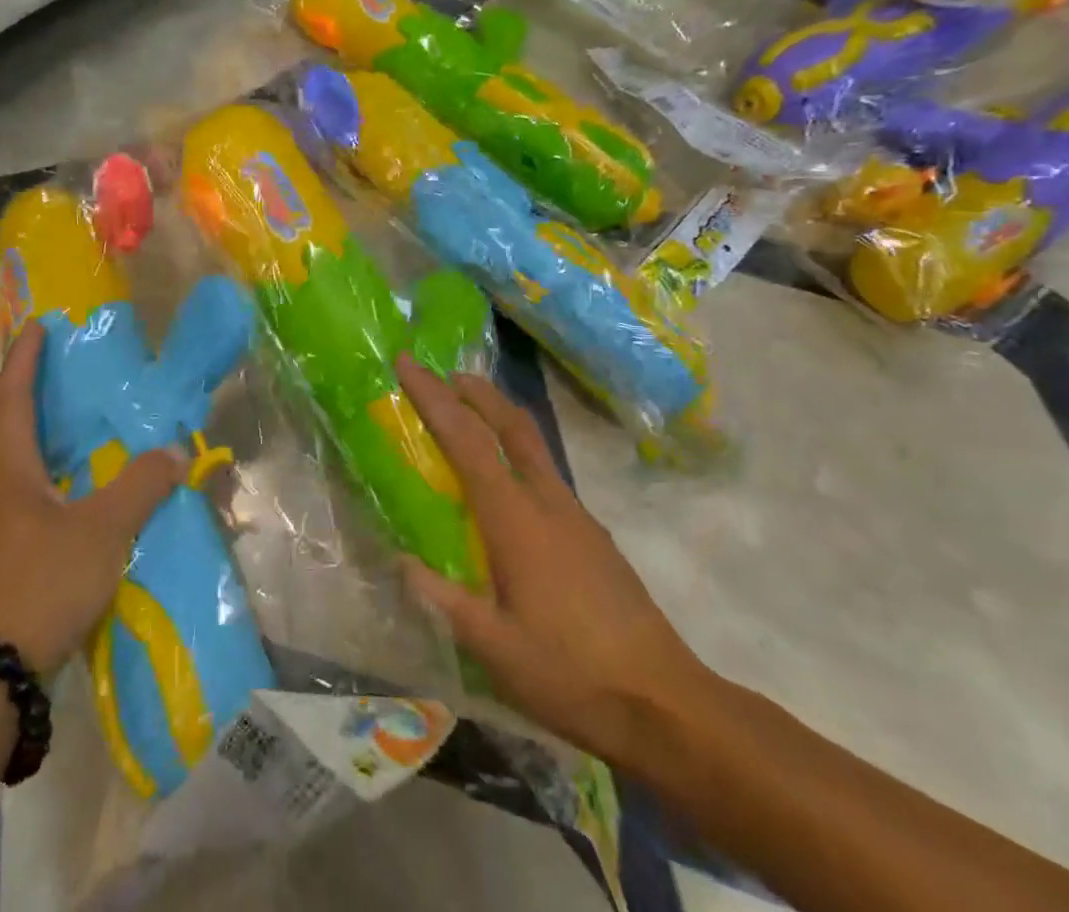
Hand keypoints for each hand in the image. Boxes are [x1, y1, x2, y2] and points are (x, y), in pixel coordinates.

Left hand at [0, 322, 186, 674]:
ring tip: (77, 435)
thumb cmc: (41, 583)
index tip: (37, 325)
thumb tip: (176, 451)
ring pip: (15, 468)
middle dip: (27, 398)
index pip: (11, 398)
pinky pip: (26, 499)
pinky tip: (79, 497)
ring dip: (39, 443)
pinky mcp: (4, 556)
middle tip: (61, 381)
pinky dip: (50, 481)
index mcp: (11, 470)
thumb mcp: (102, 531)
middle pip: (6, 431)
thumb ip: (141, 487)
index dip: (23, 358)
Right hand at [395, 356, 707, 763]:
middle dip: (477, 392)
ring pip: (534, 447)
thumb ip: (441, 599)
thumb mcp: (492, 648)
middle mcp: (548, 502)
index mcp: (515, 518)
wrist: (667, 706)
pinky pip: (547, 476)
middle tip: (447, 374)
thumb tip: (400, 560)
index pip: (466, 440)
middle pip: (512, 424)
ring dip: (500, 420)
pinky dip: (519, 456)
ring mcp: (577, 516)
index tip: (408, 363)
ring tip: (471, 421)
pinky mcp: (594, 537)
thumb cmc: (571, 673)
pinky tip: (509, 492)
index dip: (433, 397)